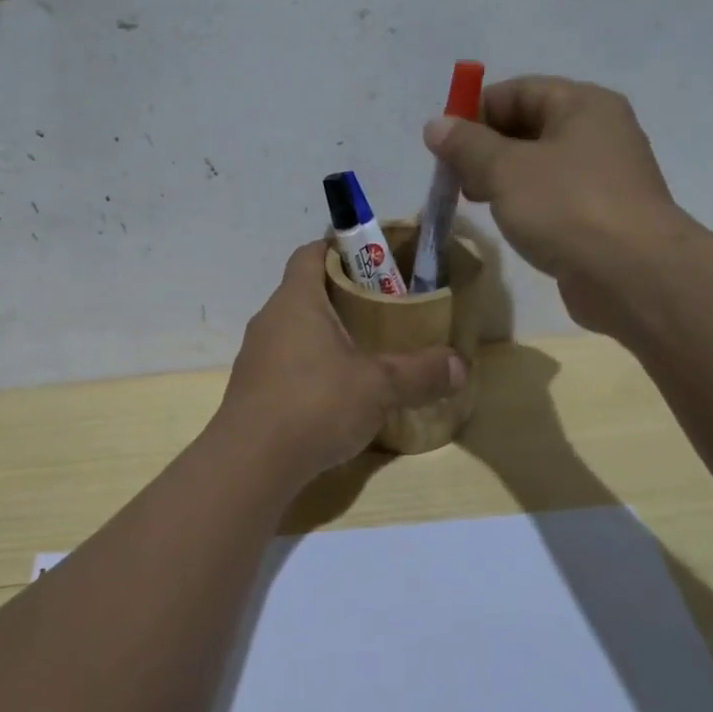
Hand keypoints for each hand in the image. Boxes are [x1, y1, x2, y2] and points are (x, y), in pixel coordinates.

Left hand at [217, 242, 465, 477]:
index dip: (339, 247)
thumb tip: (462, 365)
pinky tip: (338, 393)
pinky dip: (313, 367)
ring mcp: (256, 356)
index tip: (372, 257)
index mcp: (295, 301)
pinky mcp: (253, 390)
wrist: (250, 464)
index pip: (310, 253)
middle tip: (384, 308)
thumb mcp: (378, 386)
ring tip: (366, 351)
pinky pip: (287, 363)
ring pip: (295, 330)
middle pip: (306, 292)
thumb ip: (420, 372)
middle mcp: (269, 320)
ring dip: (327, 335)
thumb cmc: (314, 404)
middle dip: (344, 295)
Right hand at [424, 76, 692, 335]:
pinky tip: (507, 223)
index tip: (442, 144)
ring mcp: (603, 176)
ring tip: (474, 202)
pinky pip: (553, 196)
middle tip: (454, 178)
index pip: (518, 91)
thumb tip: (436, 125)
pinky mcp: (601, 215)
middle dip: (485, 148)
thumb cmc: (567, 207)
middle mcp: (598, 132)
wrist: (633, 275)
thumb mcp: (505, 170)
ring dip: (501, 178)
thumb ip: (466, 145)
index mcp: (583, 105)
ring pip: (538, 164)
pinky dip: (525, 203)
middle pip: (528, 126)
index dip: (475, 111)